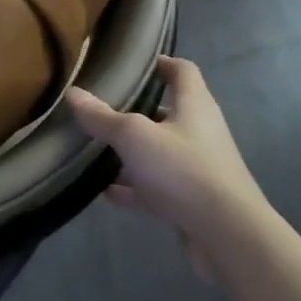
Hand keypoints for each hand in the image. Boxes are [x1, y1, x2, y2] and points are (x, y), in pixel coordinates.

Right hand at [65, 56, 270, 280]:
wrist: (229, 237)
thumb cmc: (183, 170)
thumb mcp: (134, 137)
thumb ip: (102, 116)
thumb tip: (72, 92)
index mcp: (194, 105)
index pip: (182, 70)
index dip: (160, 63)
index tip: (132, 65)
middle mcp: (200, 132)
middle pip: (168, 112)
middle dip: (136, 110)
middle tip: (102, 107)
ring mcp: (199, 168)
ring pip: (160, 151)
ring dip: (133, 152)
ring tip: (97, 149)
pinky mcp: (193, 201)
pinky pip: (158, 187)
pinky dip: (134, 188)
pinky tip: (106, 191)